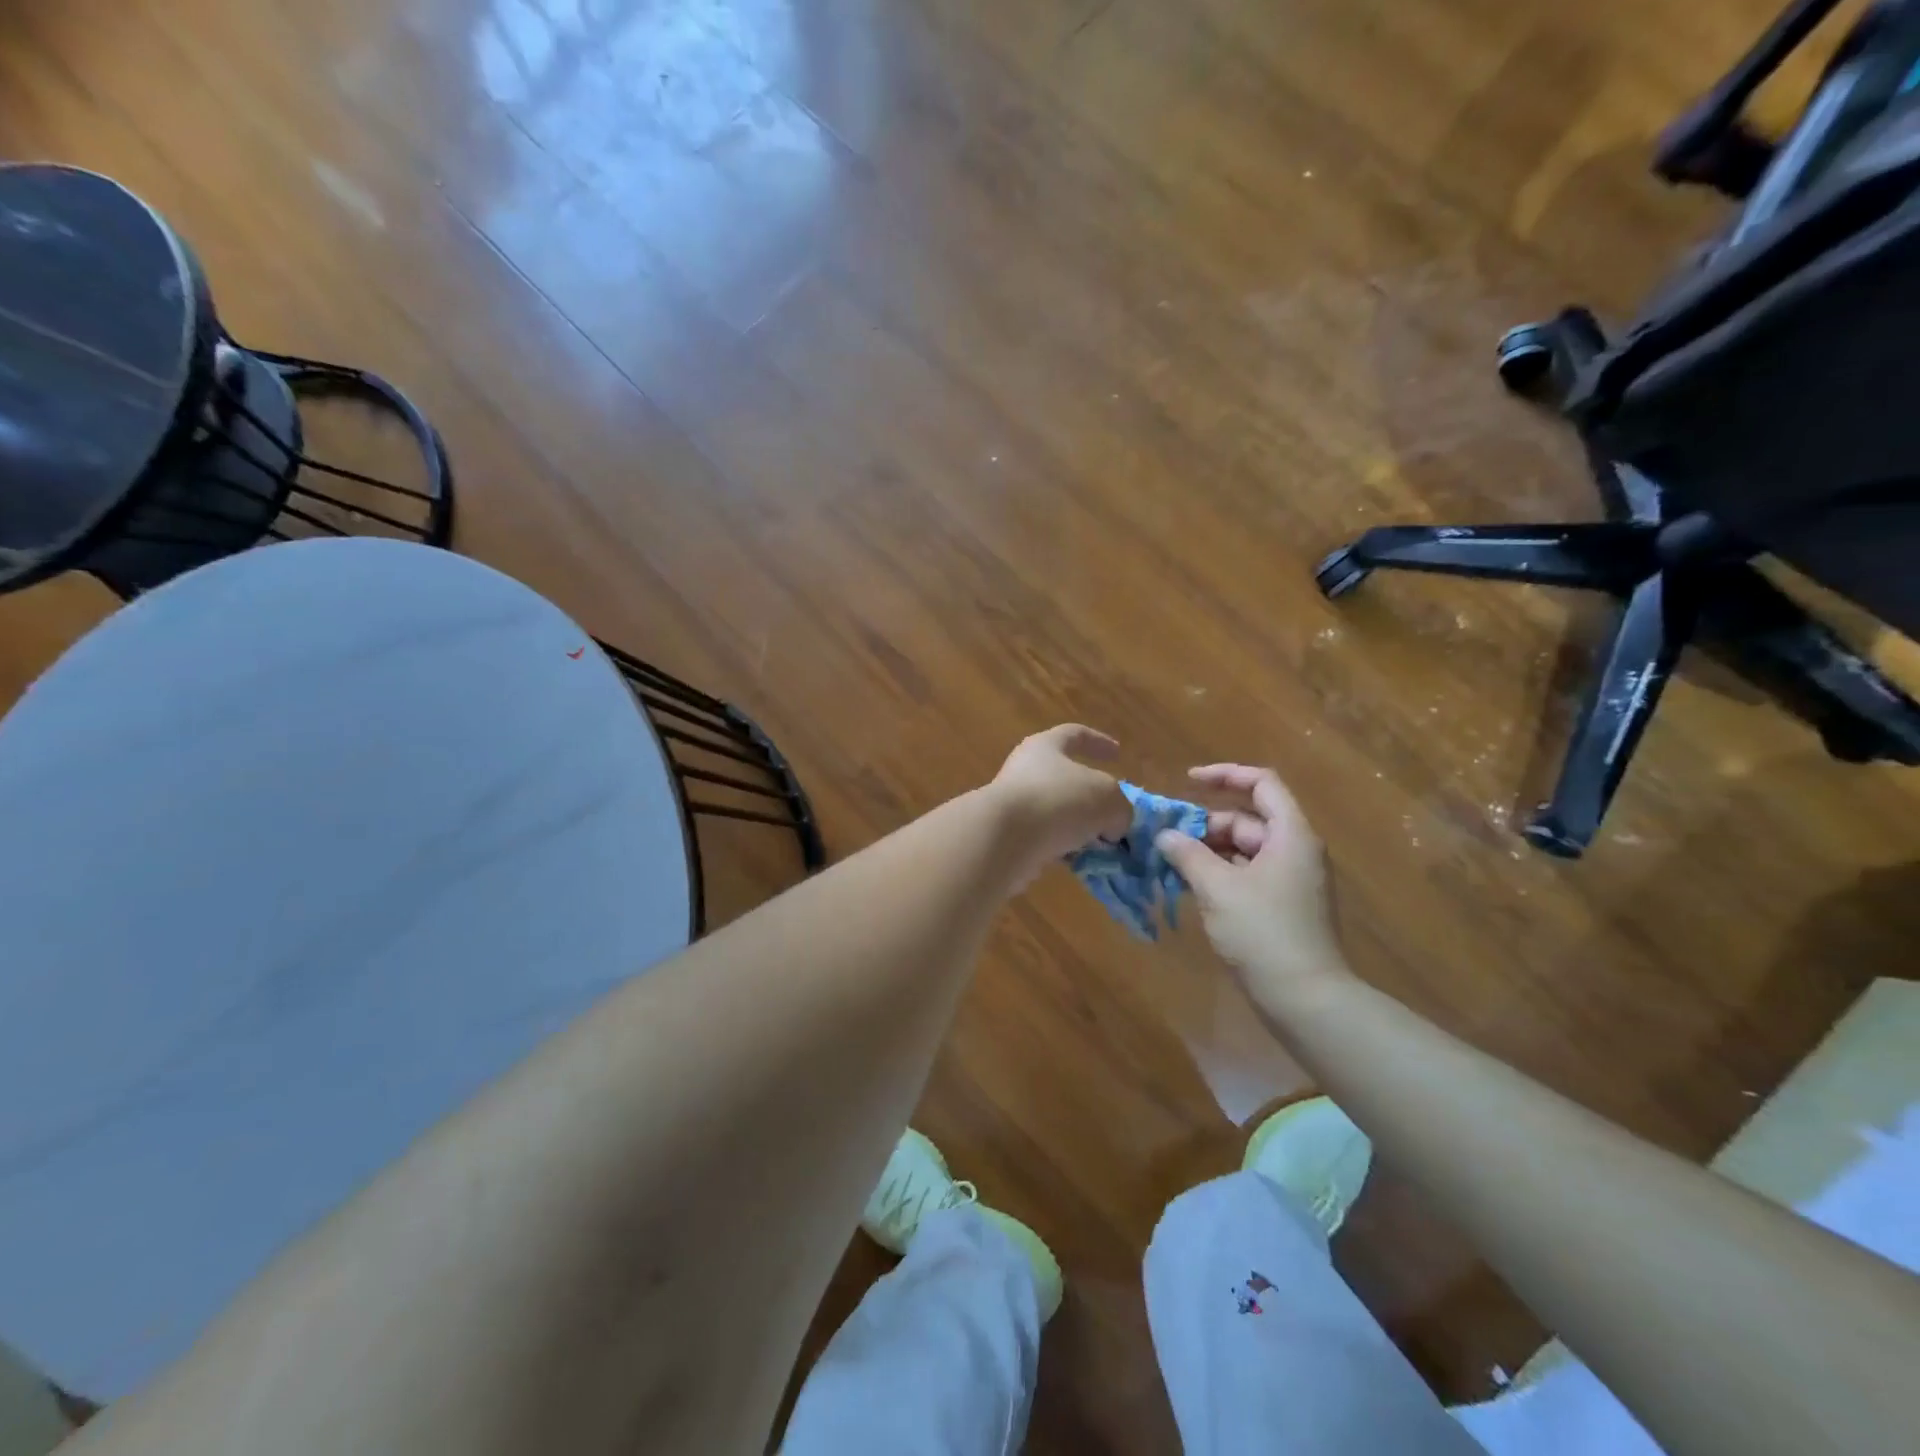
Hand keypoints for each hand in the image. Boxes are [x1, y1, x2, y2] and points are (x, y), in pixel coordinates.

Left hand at [989, 724, 1130, 877]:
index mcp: (1046, 747)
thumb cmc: (1058, 801)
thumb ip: (1119, 809)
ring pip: (1055, 812)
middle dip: (1091, 798)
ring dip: (1079, 829)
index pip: (1075, 735)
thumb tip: (1111, 828)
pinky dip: (1063, 850)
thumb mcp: (1108, 799)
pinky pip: (1044, 840)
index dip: (1098, 742)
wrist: (1004, 838)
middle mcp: (1025, 770)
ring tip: (1102, 847)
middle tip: (1112, 815)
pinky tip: (1079, 863)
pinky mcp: (1007, 836)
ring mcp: (1013, 804)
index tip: (1117, 752)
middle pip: (1064, 778)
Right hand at [1155, 764, 1351, 995]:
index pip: (1261, 783)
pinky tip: (1190, 889)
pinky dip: (1219, 875)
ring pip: (1244, 850)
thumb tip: (1164, 835)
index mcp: (1290, 835)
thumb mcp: (1217, 888)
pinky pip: (1247, 875)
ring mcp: (1291, 881)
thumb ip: (1187, 854)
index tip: (1187, 781)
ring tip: (1170, 864)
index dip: (1224, 775)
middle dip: (1206, 825)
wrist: (1305, 999)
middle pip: (1248, 820)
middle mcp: (1296, 851)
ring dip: (1208, 852)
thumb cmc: (1263, 933)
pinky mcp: (1283, 907)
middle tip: (1166, 839)